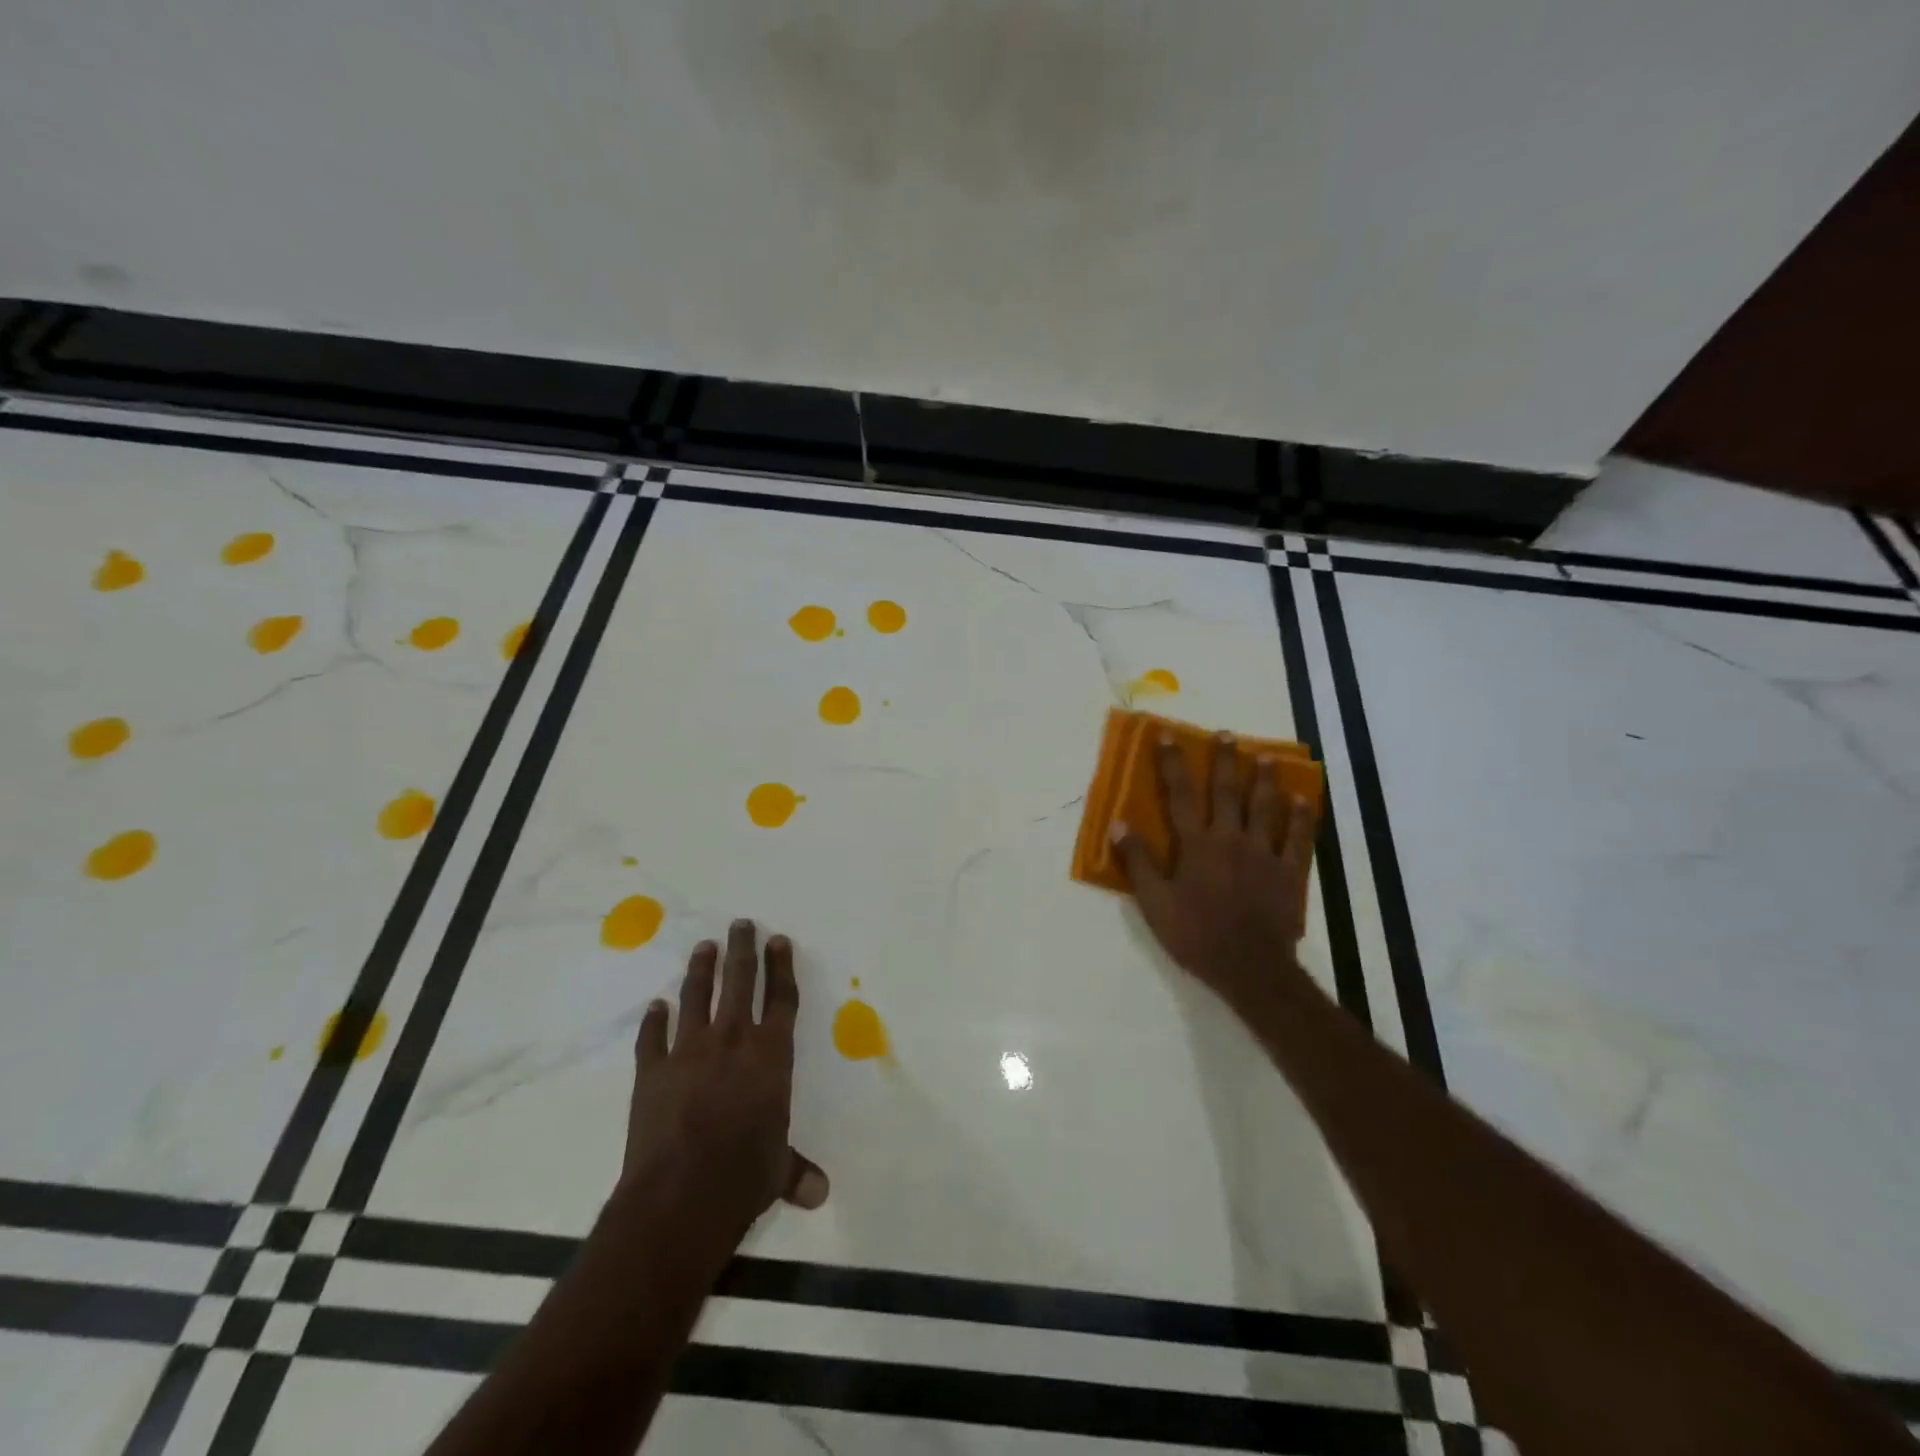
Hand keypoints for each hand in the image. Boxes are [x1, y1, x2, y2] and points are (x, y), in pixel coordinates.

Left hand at [618, 920, 828, 1244]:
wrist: (680, 1194)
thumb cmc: (743, 1176)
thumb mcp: (778, 1172)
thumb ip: (796, 1172)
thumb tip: (821, 1193)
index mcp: (771, 1056)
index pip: (781, 999)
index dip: (781, 967)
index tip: (778, 940)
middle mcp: (732, 1041)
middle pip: (740, 982)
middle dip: (742, 950)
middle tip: (741, 924)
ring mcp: (689, 1051)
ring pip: (697, 997)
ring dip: (701, 970)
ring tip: (703, 947)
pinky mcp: (652, 1071)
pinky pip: (653, 1037)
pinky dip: (654, 1020)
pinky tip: (655, 1007)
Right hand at [1112, 733, 1319, 1012]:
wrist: (1249, 967)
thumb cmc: (1196, 935)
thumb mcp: (1154, 902)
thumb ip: (1137, 861)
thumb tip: (1118, 823)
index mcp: (1196, 845)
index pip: (1179, 796)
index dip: (1173, 764)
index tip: (1168, 736)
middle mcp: (1230, 838)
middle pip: (1226, 792)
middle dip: (1224, 761)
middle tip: (1227, 735)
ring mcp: (1264, 853)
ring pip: (1265, 807)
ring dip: (1264, 780)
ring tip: (1265, 757)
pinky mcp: (1289, 871)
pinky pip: (1297, 838)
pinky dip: (1301, 817)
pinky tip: (1303, 799)